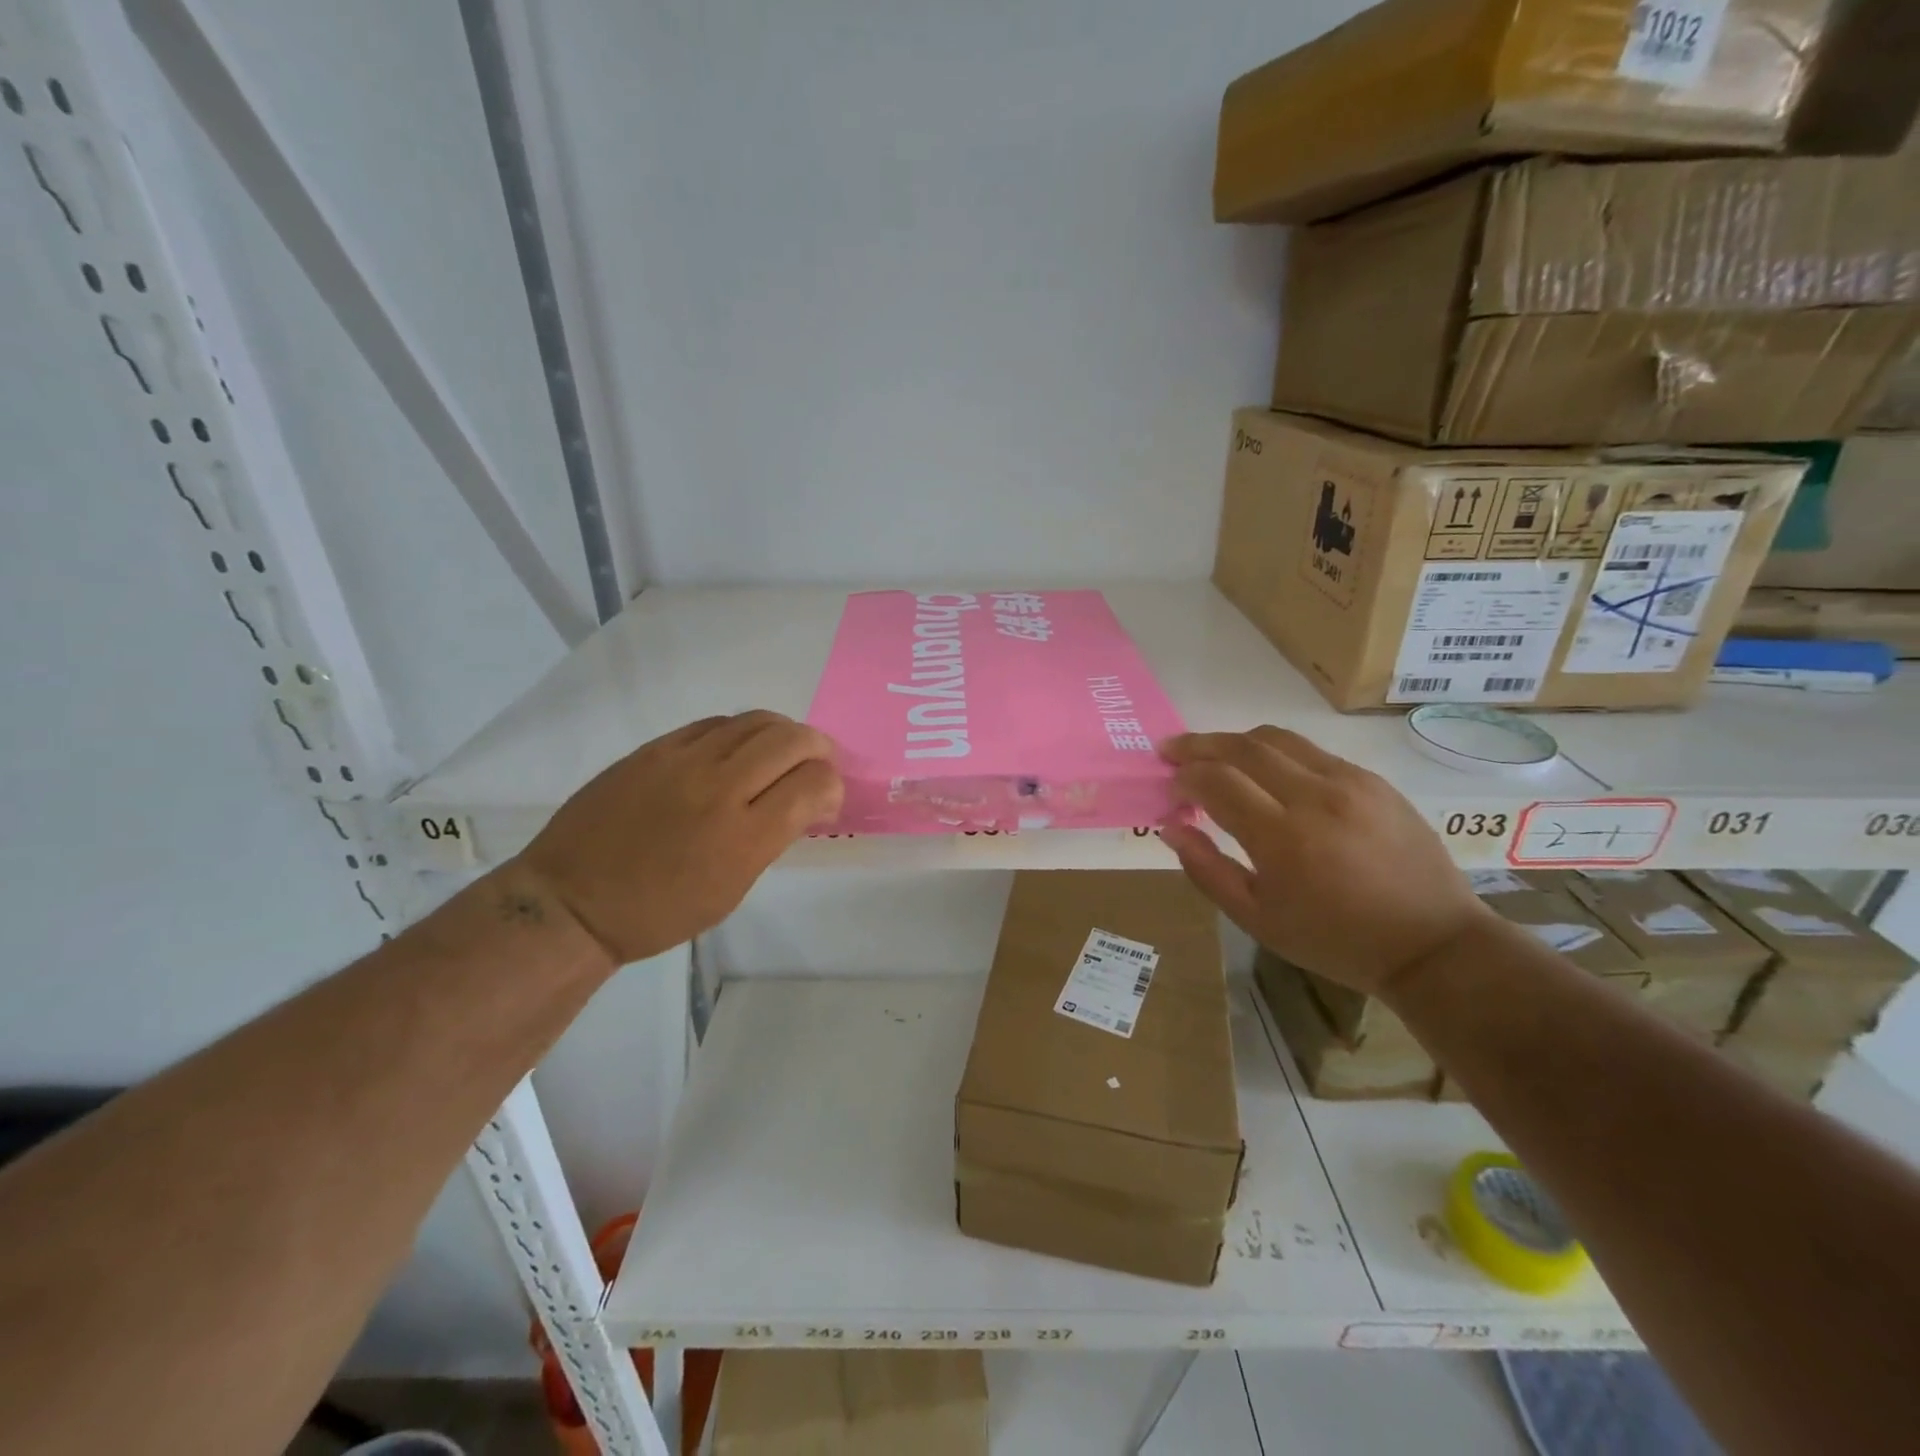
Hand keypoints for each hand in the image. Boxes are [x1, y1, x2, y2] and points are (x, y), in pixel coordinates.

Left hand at [514, 711, 842, 963]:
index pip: (813, 784)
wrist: (573, 901)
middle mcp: (719, 789)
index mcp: (744, 838)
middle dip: (819, 748)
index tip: (826, 799)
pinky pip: (714, 724)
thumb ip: (772, 837)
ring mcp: (683, 762)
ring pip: (755, 721)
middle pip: (791, 741)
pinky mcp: (654, 749)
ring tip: (784, 750)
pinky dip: (740, 732)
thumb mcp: (732, 888)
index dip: (832, 785)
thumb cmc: (659, 912)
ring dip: (783, 732)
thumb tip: (803, 801)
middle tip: (819, 763)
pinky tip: (738, 749)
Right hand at [1159, 727, 1489, 994]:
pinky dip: (1276, 754)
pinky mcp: (1373, 780)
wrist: (1432, 944)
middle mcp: (1314, 797)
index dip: (1185, 777)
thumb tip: (1171, 827)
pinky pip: (1311, 752)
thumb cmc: (1335, 940)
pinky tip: (1267, 774)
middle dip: (1199, 745)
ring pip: (1276, 739)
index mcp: (1282, 838)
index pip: (1216, 781)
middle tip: (1172, 750)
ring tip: (1214, 753)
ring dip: (1235, 741)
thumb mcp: (1258, 920)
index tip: (1171, 786)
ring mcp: (1349, 782)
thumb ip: (1207, 870)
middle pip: (1242, 747)